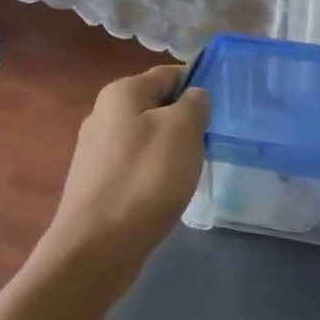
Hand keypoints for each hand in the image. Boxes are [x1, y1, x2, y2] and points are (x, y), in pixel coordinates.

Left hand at [40, 65, 209, 288]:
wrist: (97, 246)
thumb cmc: (145, 179)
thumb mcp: (182, 131)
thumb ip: (194, 105)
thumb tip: (195, 96)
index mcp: (121, 93)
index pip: (168, 74)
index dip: (198, 84)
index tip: (223, 106)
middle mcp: (102, 114)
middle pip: (155, 106)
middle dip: (185, 120)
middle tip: (211, 141)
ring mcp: (95, 151)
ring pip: (146, 137)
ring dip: (171, 148)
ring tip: (193, 169)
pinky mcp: (96, 183)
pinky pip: (135, 166)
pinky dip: (154, 173)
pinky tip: (167, 192)